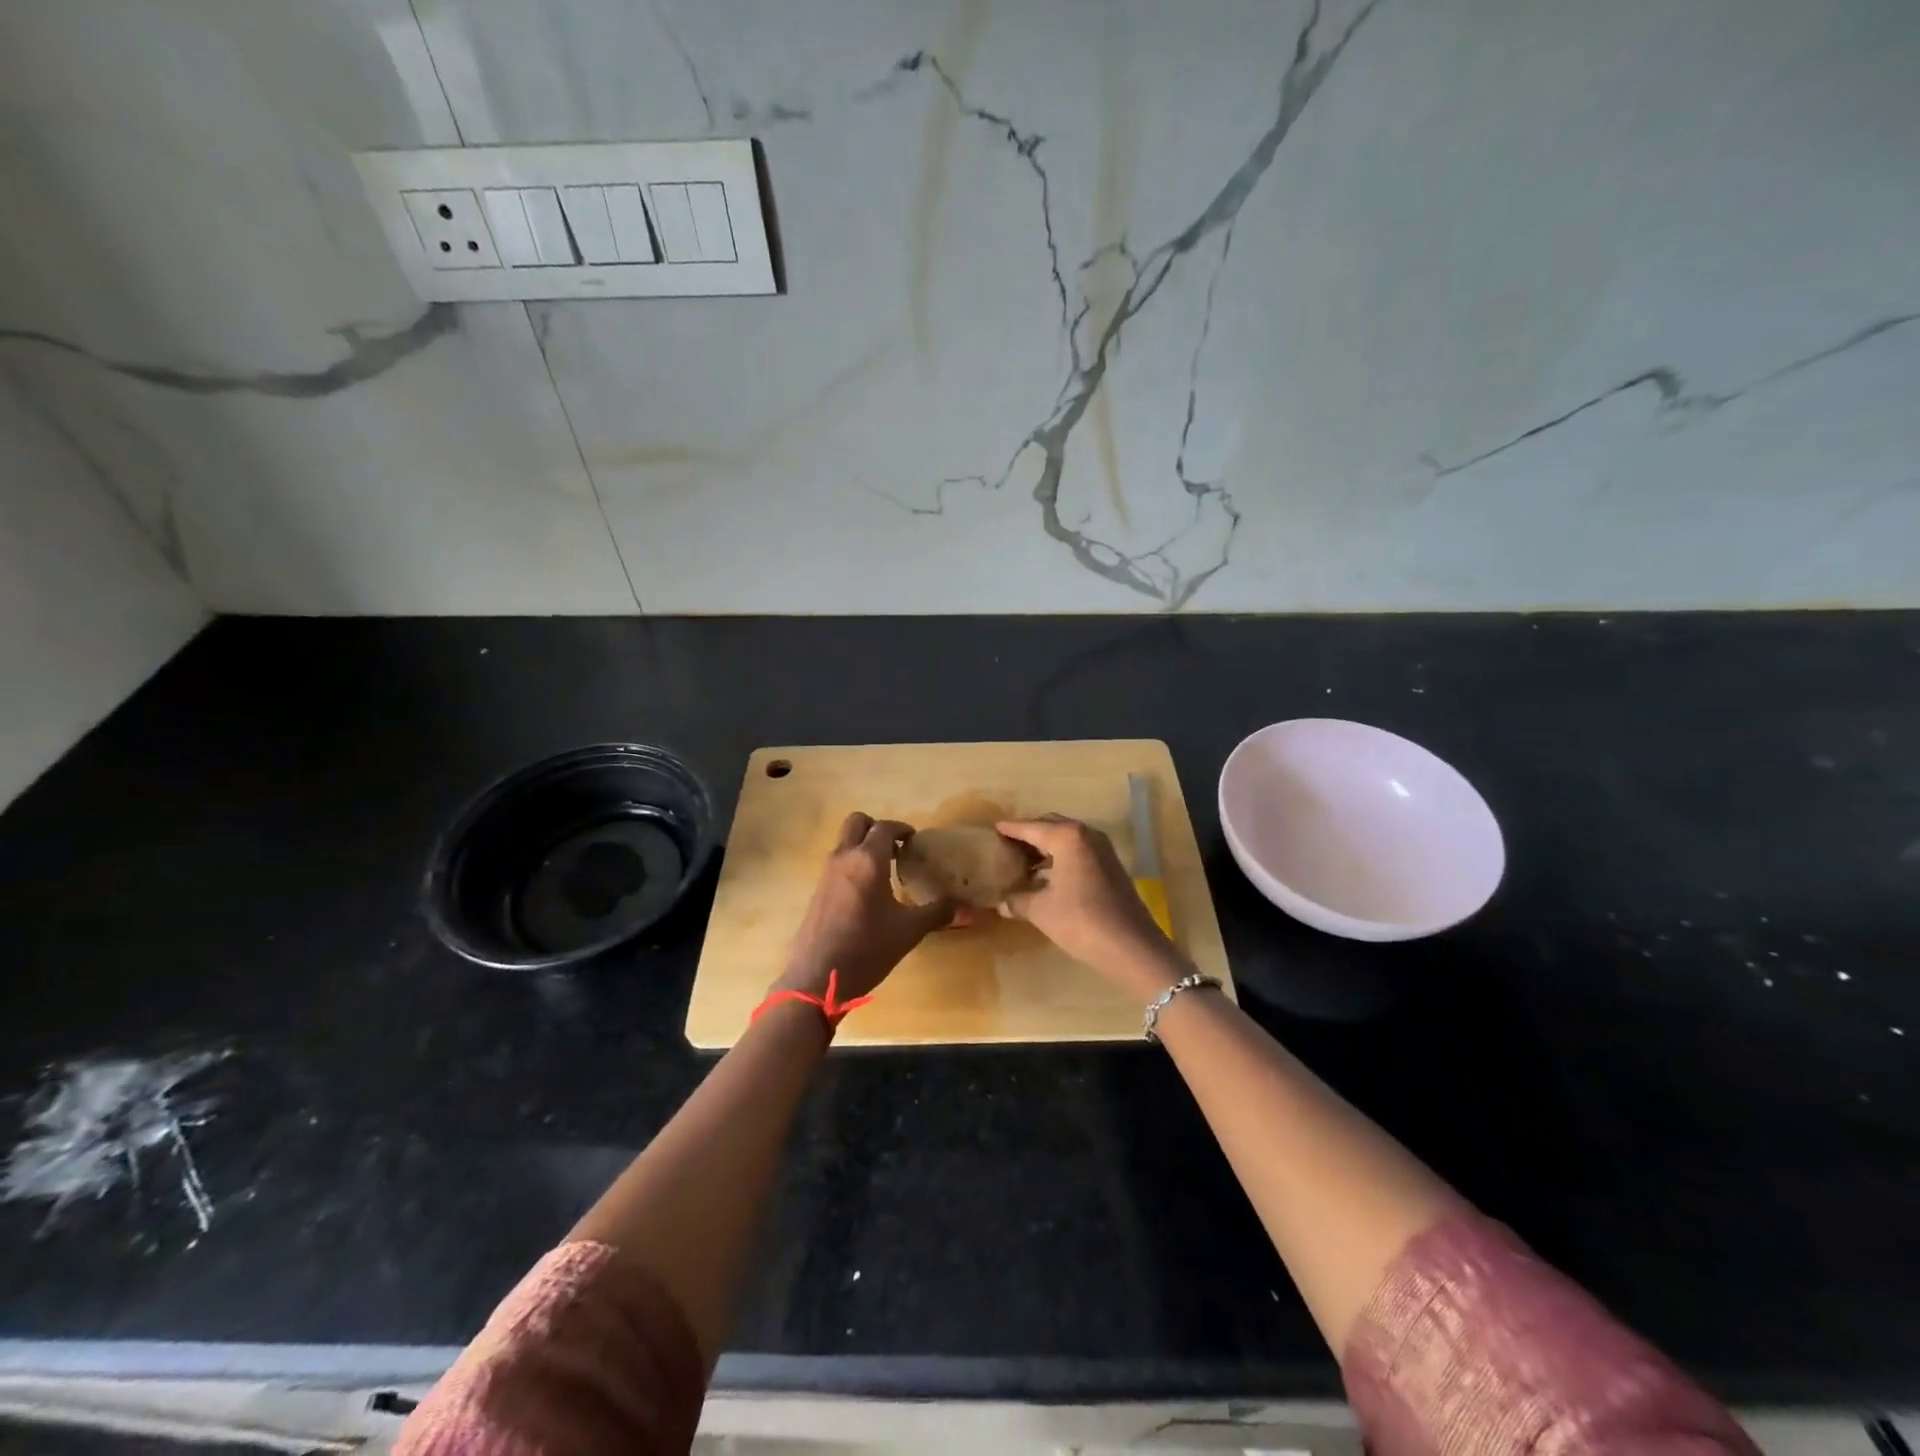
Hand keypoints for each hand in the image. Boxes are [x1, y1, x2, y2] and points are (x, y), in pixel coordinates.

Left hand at [777, 813, 957, 1001]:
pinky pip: (837, 863)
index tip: (915, 841)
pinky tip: (868, 894)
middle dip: (877, 828)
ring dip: (863, 846)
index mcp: (868, 860)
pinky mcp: (817, 891)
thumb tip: (968, 909)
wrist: (818, 978)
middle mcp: (844, 858)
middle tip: (896, 849)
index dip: (902, 829)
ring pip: (844, 842)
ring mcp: (826, 874)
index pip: (885, 828)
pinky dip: (853, 865)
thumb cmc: (867, 949)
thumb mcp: (908, 931)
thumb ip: (938, 913)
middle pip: (857, 822)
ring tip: (886, 872)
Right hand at [996, 815, 1183, 994]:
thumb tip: (1000, 902)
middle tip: (1006, 846)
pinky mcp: (1110, 866)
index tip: (993, 828)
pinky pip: (1078, 853)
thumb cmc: (1081, 921)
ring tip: (1021, 863)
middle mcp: (1086, 835)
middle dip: (1028, 836)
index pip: (1031, 827)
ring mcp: (1102, 850)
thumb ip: (1017, 901)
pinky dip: (1060, 859)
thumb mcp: (1041, 910)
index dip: (1010, 829)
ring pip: (1066, 840)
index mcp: (1067, 837)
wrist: (1132, 947)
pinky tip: (1045, 878)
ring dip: (1045, 849)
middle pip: (1050, 827)